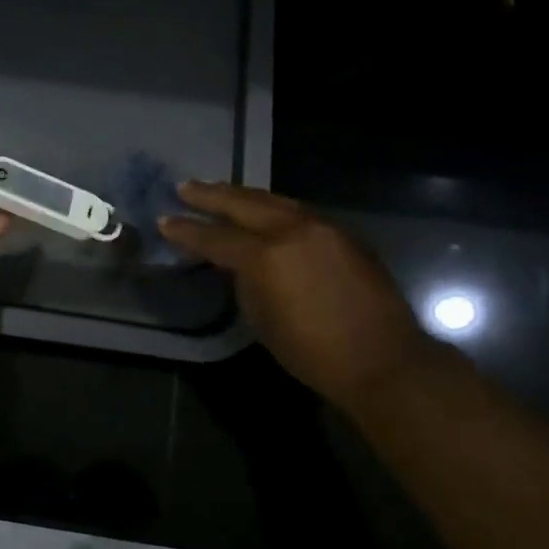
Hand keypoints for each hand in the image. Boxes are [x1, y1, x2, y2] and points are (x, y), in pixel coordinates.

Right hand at [158, 182, 437, 413]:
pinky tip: (264, 210)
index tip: (165, 220)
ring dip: (244, 196)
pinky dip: (274, 208)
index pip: (215, 237)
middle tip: (185, 187)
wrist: (383, 360)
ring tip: (221, 191)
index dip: (187, 230)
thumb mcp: (263, 320)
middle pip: (243, 203)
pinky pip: (299, 212)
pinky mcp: (343, 234)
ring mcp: (322, 227)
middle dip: (211, 195)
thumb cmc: (313, 353)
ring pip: (274, 200)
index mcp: (266, 256)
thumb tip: (239, 264)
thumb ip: (246, 282)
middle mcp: (292, 230)